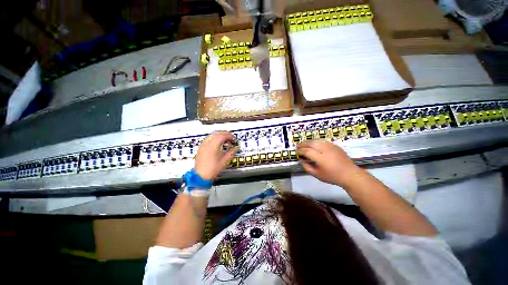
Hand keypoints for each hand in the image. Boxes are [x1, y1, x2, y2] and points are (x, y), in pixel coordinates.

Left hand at [195, 131, 237, 180]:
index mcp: (213, 146)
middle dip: (225, 134)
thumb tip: (236, 148)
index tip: (234, 139)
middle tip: (231, 138)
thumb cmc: (211, 170)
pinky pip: (208, 139)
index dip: (229, 136)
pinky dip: (214, 138)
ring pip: (212, 135)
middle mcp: (207, 143)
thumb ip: (231, 153)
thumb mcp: (224, 162)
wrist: (200, 176)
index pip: (222, 135)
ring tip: (225, 140)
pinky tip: (218, 143)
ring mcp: (203, 145)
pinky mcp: (201, 148)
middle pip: (217, 133)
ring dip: (219, 135)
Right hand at [296, 140, 361, 186]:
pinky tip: (316, 144)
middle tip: (298, 145)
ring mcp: (330, 146)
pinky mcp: (335, 145)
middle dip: (303, 144)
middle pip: (311, 143)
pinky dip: (317, 142)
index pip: (307, 151)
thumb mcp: (318, 175)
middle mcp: (324, 149)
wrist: (348, 173)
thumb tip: (303, 162)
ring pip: (318, 141)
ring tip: (305, 144)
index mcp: (320, 157)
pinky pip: (324, 141)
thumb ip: (309, 168)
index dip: (300, 151)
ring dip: (310, 141)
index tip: (296, 152)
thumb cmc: (332, 176)